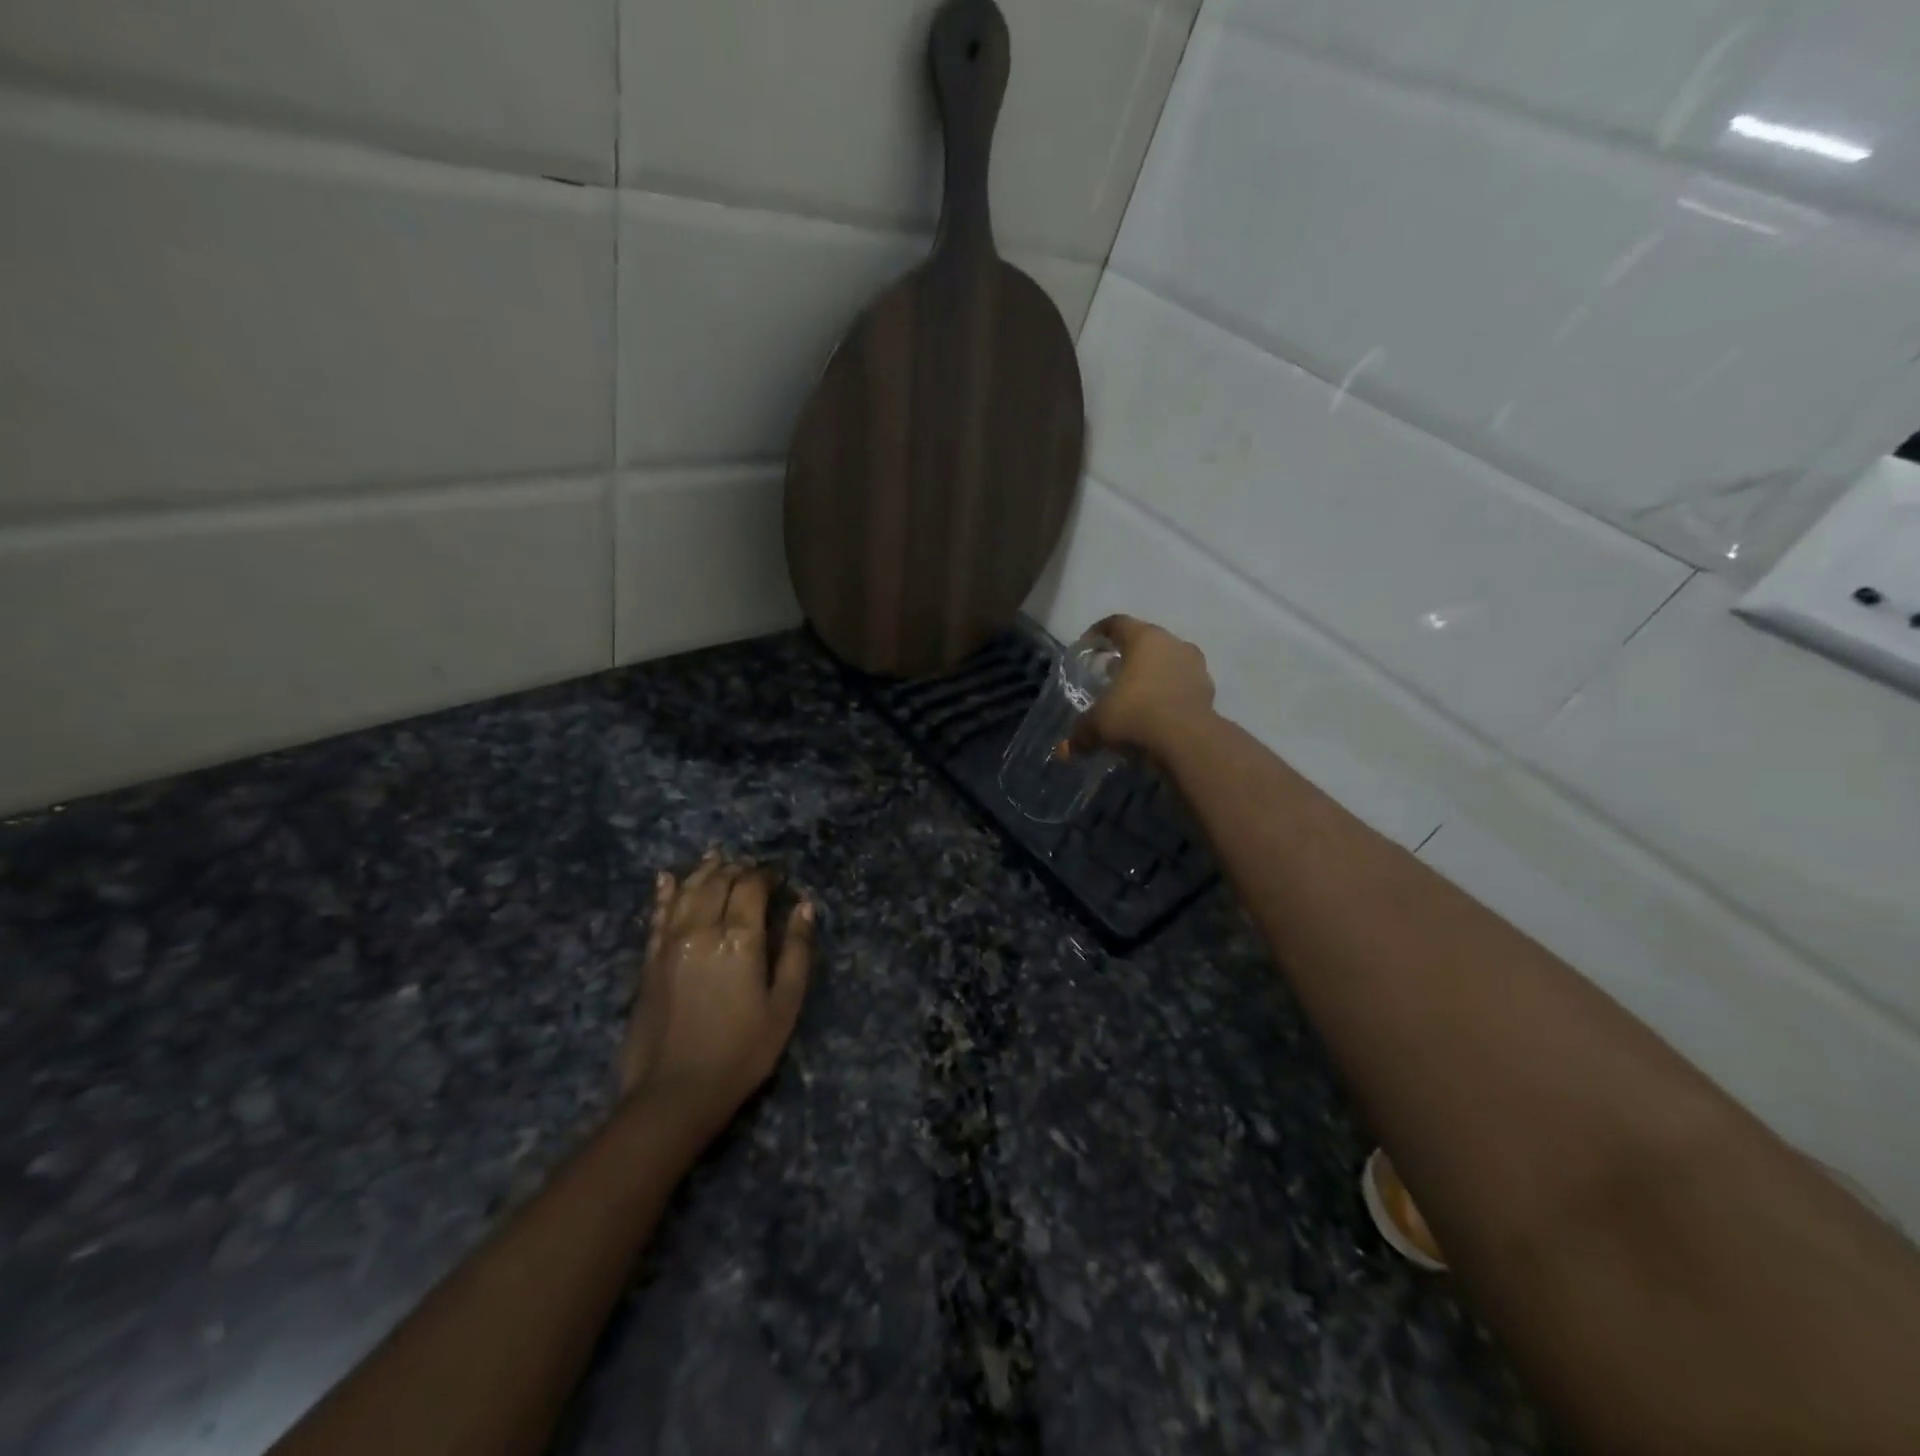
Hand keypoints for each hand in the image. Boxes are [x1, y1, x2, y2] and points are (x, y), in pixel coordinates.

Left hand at [619, 853, 813, 1128]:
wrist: (674, 1093)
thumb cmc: (742, 1051)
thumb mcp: (784, 1005)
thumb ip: (796, 950)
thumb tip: (804, 906)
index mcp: (740, 938)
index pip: (751, 887)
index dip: (767, 875)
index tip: (779, 877)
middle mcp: (702, 929)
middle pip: (718, 882)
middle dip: (738, 869)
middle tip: (752, 869)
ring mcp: (670, 942)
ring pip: (686, 890)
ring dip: (704, 871)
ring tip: (717, 858)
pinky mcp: (649, 960)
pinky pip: (657, 914)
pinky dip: (664, 892)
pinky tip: (668, 878)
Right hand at [1071, 614, 1215, 759]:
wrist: (1189, 742)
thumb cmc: (1136, 716)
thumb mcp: (1099, 724)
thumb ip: (1081, 732)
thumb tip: (1064, 750)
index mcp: (1144, 638)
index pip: (1117, 623)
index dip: (1098, 632)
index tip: (1087, 646)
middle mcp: (1172, 644)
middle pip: (1145, 641)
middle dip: (1126, 655)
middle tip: (1109, 673)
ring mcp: (1195, 666)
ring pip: (1167, 662)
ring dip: (1151, 675)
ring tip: (1134, 695)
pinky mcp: (1208, 690)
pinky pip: (1182, 685)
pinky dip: (1168, 694)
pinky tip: (1156, 713)